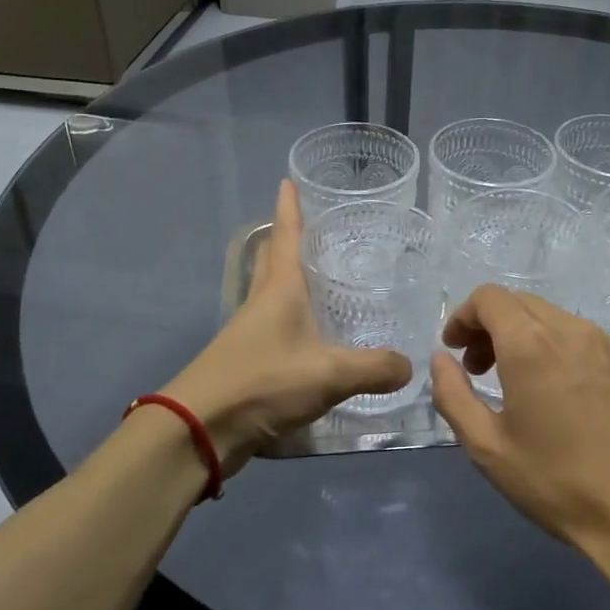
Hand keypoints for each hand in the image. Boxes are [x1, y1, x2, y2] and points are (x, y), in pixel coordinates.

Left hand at [162, 181, 411, 473]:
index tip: (287, 180)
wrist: (200, 429)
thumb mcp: (329, 373)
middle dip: (288, 241)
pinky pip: (275, 330)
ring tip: (323, 281)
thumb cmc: (263, 383)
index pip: (285, 236)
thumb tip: (408, 365)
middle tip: (315, 229)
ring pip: (273, 295)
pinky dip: (294, 323)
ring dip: (291, 282)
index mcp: (279, 290)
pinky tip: (314, 338)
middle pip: (273, 261)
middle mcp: (261, 303)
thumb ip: (374, 368)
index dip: (289, 208)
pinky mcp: (247, 361)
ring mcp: (250, 333)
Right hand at [428, 286, 609, 556]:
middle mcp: (572, 331)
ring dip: (525, 337)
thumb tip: (441, 360)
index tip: (454, 350)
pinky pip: (586, 340)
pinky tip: (564, 397)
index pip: (489, 298)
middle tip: (479, 370)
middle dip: (490, 326)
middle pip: (520, 303)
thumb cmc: (557, 483)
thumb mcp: (487, 448)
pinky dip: (561, 351)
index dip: (463, 317)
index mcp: (531, 345)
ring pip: (555, 319)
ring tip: (520, 384)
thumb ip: (452, 395)